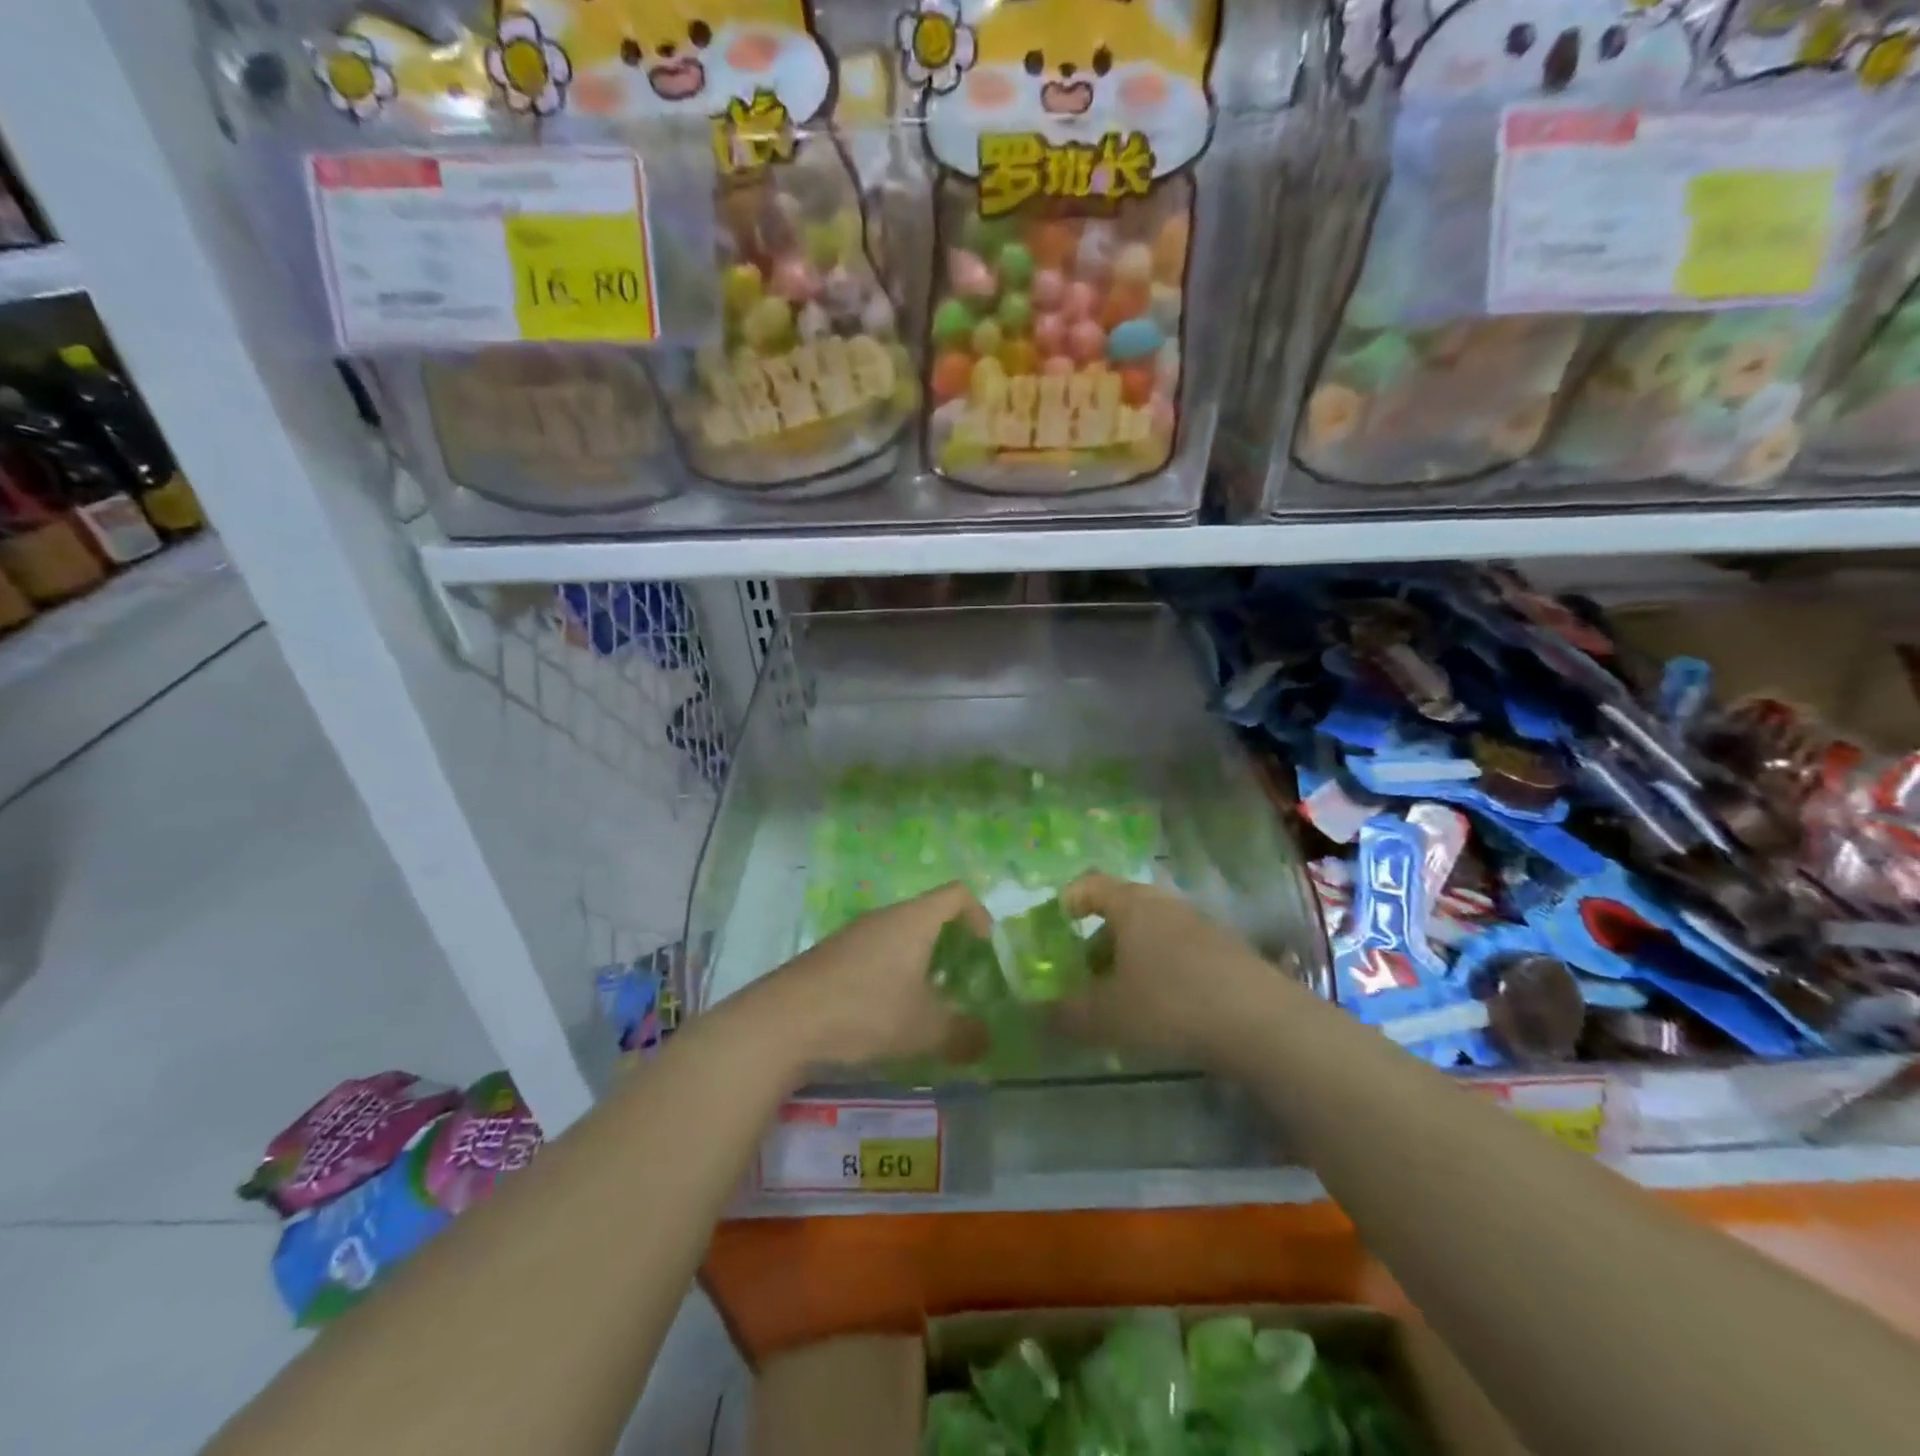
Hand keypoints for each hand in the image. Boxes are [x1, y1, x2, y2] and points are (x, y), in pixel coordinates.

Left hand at [765, 882, 992, 1069]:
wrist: (786, 1020)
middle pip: (927, 914)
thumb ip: (961, 1034)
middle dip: (949, 943)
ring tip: (924, 1001)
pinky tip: (884, 1011)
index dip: (978, 913)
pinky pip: (874, 952)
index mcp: (913, 921)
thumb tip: (985, 1040)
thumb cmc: (866, 1010)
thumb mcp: (923, 1029)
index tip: (985, 947)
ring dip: (917, 960)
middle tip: (960, 980)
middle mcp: (884, 917)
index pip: (956, 894)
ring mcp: (854, 934)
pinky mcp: (832, 955)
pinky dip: (890, 972)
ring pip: (898, 936)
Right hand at [1054, 872, 1284, 1064]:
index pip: (1092, 884)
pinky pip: (1182, 950)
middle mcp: (1166, 905)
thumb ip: (1067, 1015)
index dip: (1071, 899)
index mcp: (1132, 906)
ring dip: (1133, 956)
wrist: (1262, 1022)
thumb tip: (1038, 1015)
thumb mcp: (1108, 1016)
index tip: (1059, 923)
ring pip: (1154, 931)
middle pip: (1124, 909)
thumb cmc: (1171, 1004)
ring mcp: (1201, 925)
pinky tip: (1165, 1007)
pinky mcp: (1228, 950)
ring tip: (1124, 994)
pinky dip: (1164, 968)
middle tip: (1087, 971)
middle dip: (1100, 938)